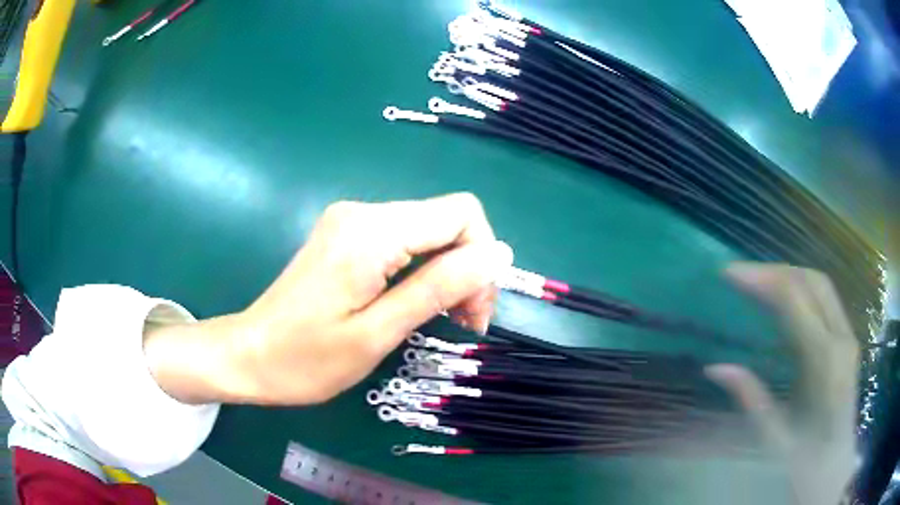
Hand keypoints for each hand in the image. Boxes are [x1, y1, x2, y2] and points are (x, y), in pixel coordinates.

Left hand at [144, 193, 512, 404]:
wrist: (249, 355)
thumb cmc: (306, 359)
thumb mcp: (378, 332)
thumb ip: (439, 288)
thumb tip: (499, 255)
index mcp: (371, 231)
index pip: (461, 214)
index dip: (481, 259)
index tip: (474, 312)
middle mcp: (364, 212)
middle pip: (446, 222)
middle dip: (467, 269)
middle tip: (464, 323)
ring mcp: (352, 221)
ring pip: (429, 232)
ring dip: (447, 273)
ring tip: (443, 319)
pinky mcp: (346, 235)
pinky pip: (404, 241)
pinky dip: (422, 271)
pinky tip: (414, 302)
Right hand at [706, 263, 858, 504]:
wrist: (833, 468)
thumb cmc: (804, 461)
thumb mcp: (773, 437)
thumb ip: (749, 397)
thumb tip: (714, 367)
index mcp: (824, 361)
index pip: (794, 299)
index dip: (761, 279)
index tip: (729, 273)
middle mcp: (841, 337)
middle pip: (811, 280)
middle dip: (774, 271)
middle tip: (741, 275)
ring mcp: (848, 335)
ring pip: (821, 284)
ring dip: (788, 276)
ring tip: (758, 282)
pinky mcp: (848, 338)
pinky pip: (825, 299)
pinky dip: (801, 289)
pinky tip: (784, 301)